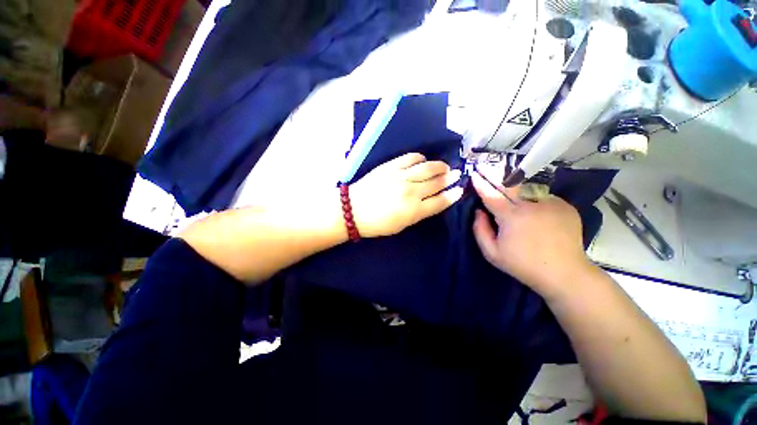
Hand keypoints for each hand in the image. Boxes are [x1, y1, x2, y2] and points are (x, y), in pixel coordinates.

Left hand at [349, 153, 462, 237]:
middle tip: (457, 174)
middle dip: (450, 178)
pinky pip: (410, 158)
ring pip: (427, 168)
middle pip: (437, 182)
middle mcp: (412, 192)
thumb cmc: (376, 223)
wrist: (352, 209)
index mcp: (414, 211)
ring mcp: (401, 177)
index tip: (460, 190)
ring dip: (440, 166)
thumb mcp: (400, 226)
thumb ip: (417, 214)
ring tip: (445, 166)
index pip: (440, 201)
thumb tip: (429, 202)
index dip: (452, 196)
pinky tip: (423, 160)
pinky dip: (420, 158)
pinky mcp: (391, 166)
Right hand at [470, 170, 592, 297]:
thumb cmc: (523, 265)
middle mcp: (530, 204)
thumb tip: (478, 211)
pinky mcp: (564, 206)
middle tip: (484, 166)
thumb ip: (480, 230)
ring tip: (506, 185)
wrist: (564, 273)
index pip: (491, 194)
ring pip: (526, 188)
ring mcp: (550, 203)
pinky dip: (532, 198)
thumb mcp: (492, 253)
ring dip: (513, 185)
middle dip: (493, 173)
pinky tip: (532, 208)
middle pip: (507, 183)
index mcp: (511, 216)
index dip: (480, 183)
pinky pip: (542, 196)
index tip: (474, 173)